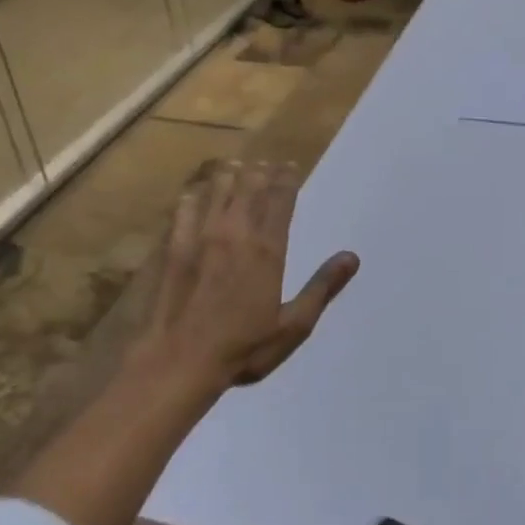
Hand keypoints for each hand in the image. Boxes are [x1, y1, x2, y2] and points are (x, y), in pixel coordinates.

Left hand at [134, 160, 359, 393]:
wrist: (178, 360)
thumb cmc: (242, 348)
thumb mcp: (293, 326)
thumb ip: (322, 288)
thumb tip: (351, 257)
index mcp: (267, 249)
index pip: (280, 199)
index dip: (287, 179)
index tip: (290, 167)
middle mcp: (235, 232)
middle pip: (249, 186)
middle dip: (261, 171)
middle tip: (267, 165)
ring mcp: (200, 236)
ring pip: (217, 189)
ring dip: (230, 175)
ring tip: (237, 168)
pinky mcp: (173, 245)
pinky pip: (185, 207)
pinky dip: (195, 194)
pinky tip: (196, 192)